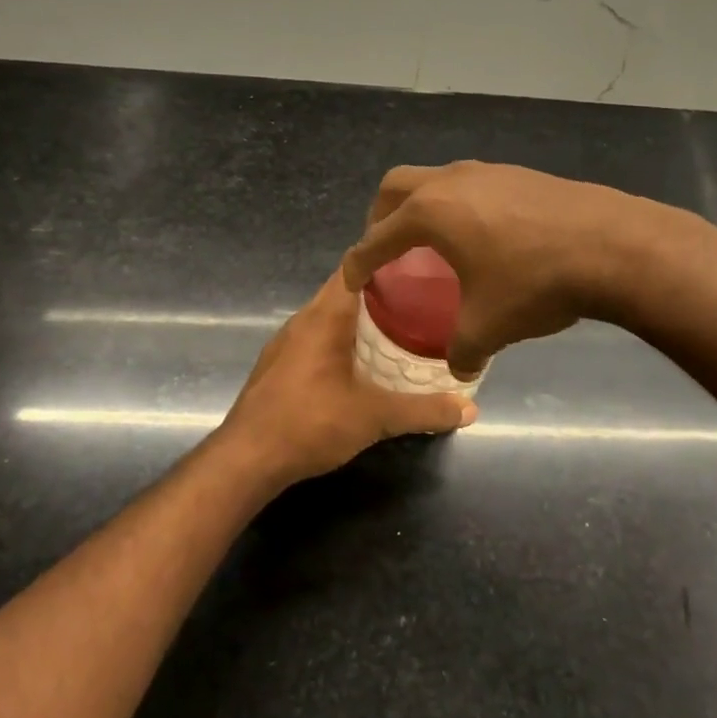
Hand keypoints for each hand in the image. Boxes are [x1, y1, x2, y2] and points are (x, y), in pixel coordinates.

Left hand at [217, 271, 475, 491]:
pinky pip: (318, 338)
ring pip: (330, 316)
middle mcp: (303, 320)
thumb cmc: (310, 424)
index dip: (386, 258)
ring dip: (362, 318)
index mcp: (324, 316)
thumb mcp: (375, 417)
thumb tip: (470, 408)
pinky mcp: (279, 365)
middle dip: (383, 291)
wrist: (246, 460)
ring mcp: (286, 343)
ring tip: (402, 326)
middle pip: (346, 290)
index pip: (355, 266)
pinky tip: (363, 361)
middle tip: (424, 297)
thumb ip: (423, 410)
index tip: (420, 261)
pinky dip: (343, 339)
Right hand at [340, 161, 680, 377]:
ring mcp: (488, 171)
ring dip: (424, 207)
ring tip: (436, 243)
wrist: (613, 245)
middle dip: (381, 217)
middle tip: (387, 249)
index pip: (376, 238)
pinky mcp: (521, 174)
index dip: (358, 262)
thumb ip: (463, 351)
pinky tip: (485, 237)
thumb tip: (460, 370)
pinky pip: (472, 186)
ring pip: (437, 180)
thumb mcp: (489, 327)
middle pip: (395, 187)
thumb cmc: (535, 283)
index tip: (351, 279)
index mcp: (429, 213)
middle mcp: (451, 182)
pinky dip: (461, 207)